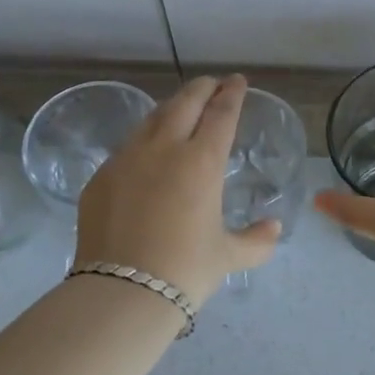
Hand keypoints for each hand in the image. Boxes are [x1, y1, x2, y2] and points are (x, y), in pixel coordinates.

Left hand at [76, 74, 279, 305]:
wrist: (120, 293)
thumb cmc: (185, 271)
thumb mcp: (227, 257)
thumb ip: (256, 240)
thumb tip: (274, 228)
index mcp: (201, 161)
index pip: (221, 114)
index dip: (232, 93)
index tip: (237, 81)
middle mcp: (164, 149)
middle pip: (185, 102)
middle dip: (202, 88)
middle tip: (212, 84)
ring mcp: (127, 159)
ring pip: (152, 119)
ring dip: (171, 108)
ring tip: (181, 109)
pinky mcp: (100, 177)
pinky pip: (127, 147)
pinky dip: (144, 140)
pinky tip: (146, 153)